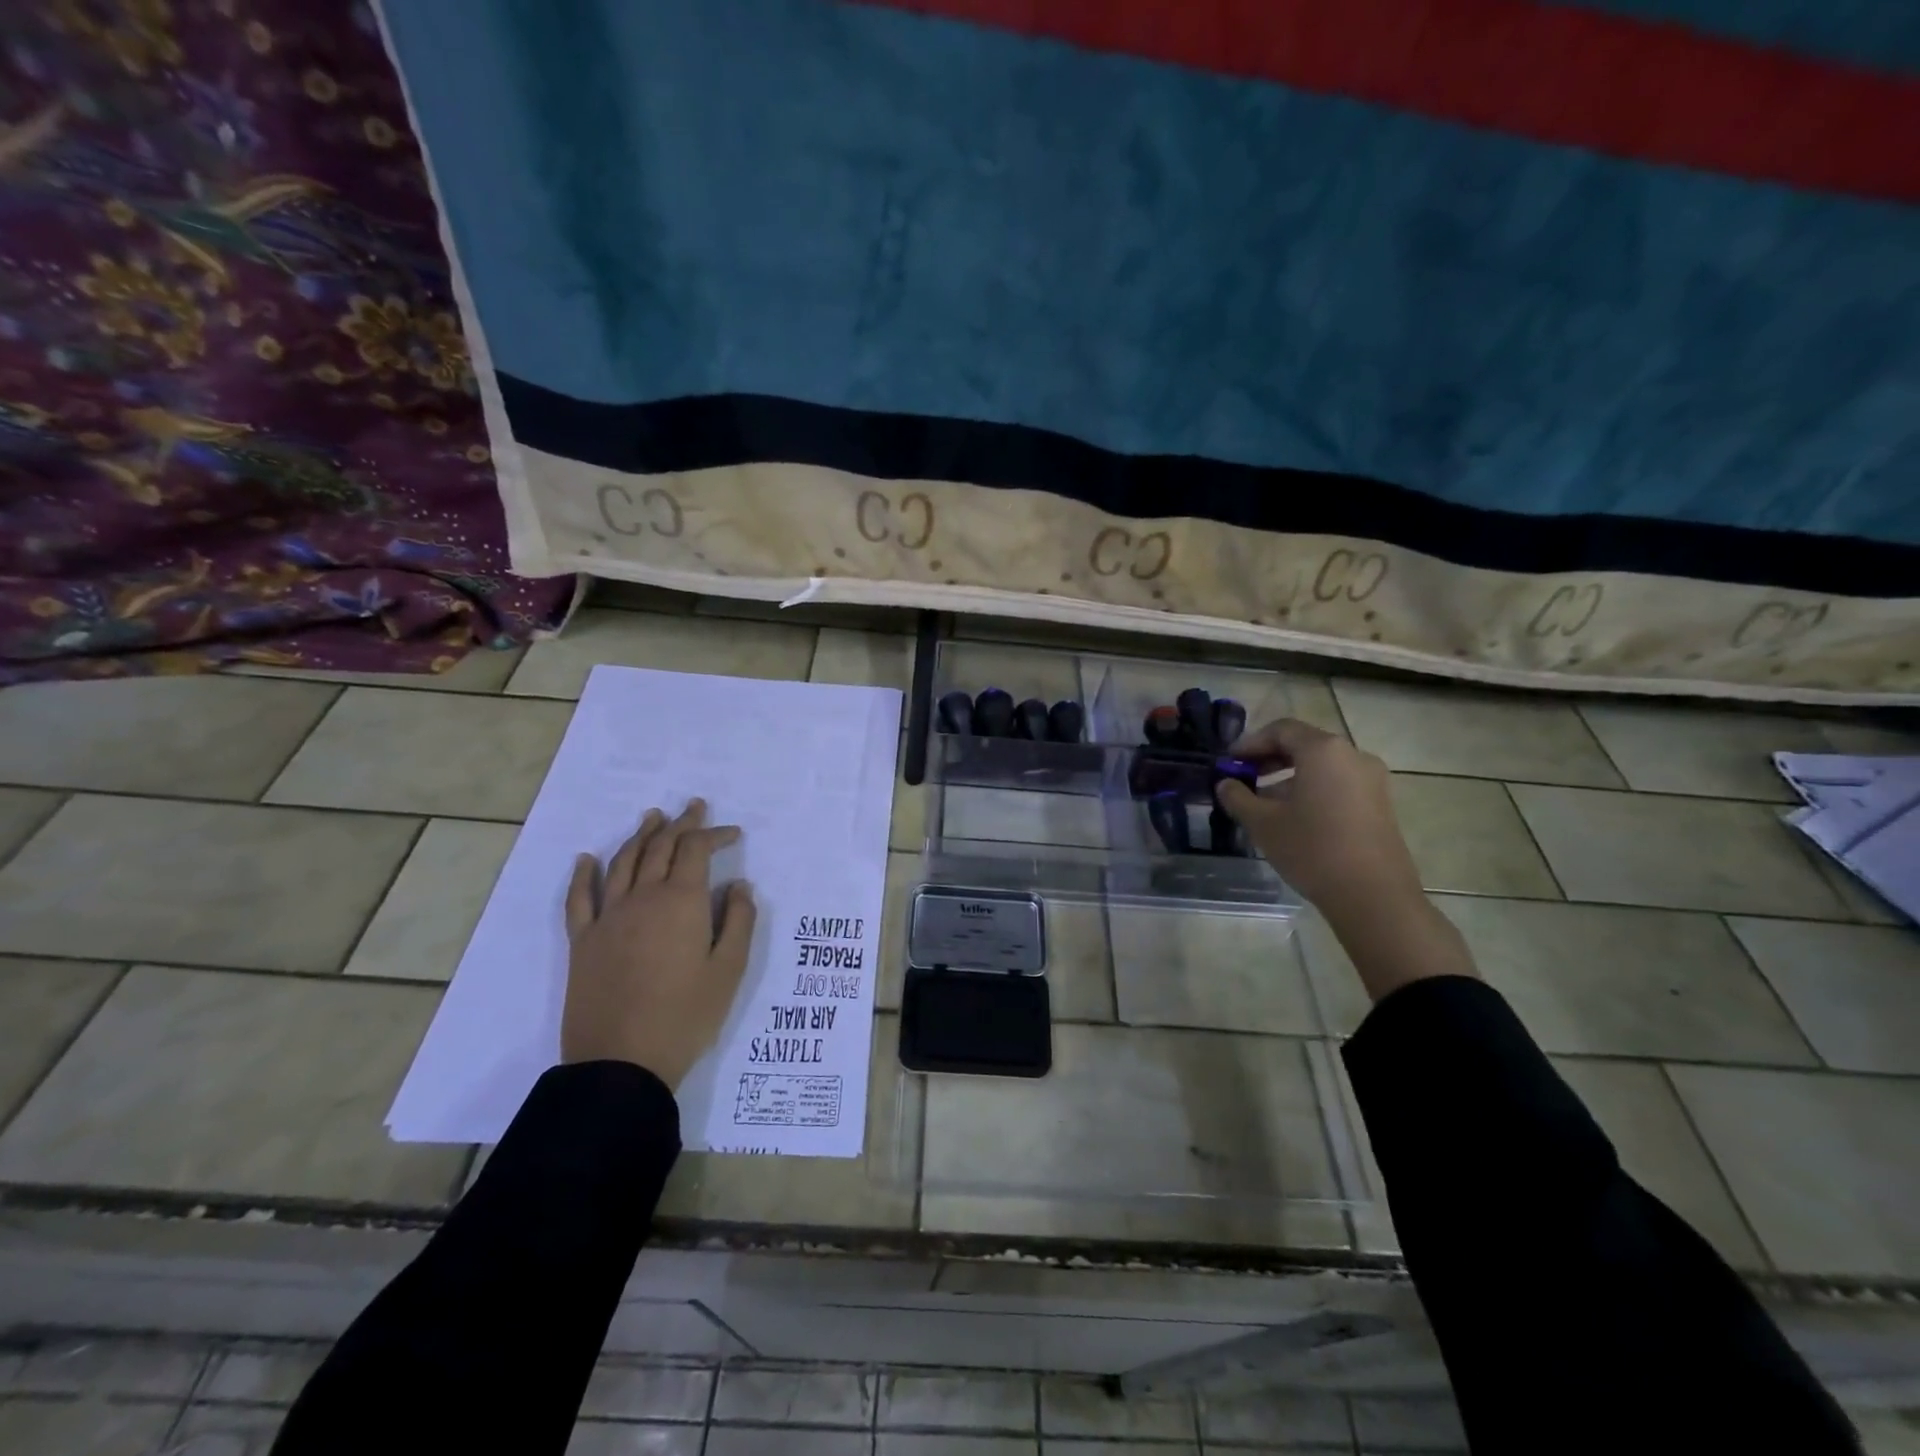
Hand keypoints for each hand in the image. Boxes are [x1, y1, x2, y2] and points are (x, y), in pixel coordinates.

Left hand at [562, 799, 756, 1088]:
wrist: (621, 1062)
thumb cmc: (686, 1016)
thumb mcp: (730, 970)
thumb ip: (739, 921)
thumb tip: (740, 886)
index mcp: (681, 902)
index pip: (696, 850)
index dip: (714, 834)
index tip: (733, 833)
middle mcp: (642, 898)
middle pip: (660, 847)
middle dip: (680, 824)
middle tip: (694, 807)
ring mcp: (608, 917)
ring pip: (623, 862)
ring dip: (640, 835)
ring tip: (653, 817)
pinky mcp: (583, 941)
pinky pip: (579, 898)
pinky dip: (584, 874)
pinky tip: (586, 859)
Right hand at [1216, 718, 1474, 999]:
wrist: (1373, 896)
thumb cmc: (1312, 849)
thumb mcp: (1262, 823)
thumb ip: (1238, 797)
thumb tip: (1225, 785)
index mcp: (1323, 750)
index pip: (1280, 730)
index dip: (1250, 743)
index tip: (1229, 762)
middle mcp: (1352, 755)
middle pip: (1304, 744)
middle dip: (1269, 758)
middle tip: (1244, 778)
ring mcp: (1372, 779)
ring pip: (1322, 766)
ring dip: (1290, 775)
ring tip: (1264, 801)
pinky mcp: (1381, 803)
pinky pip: (1339, 783)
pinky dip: (1312, 788)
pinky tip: (1294, 816)